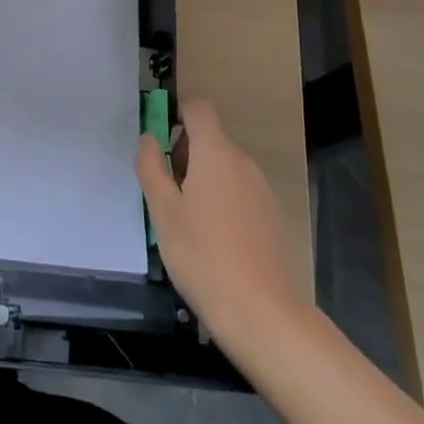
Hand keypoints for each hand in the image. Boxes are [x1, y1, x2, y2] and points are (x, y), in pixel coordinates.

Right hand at [137, 98, 303, 346]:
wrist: (264, 314)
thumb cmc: (203, 256)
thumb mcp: (163, 211)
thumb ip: (151, 167)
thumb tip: (149, 138)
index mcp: (216, 154)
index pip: (199, 109)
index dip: (177, 116)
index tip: (160, 147)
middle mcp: (244, 164)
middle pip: (211, 141)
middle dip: (184, 157)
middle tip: (166, 195)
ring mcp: (263, 192)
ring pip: (226, 170)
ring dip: (203, 182)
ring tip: (187, 224)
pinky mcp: (274, 220)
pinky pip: (241, 195)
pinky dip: (223, 205)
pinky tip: (214, 244)